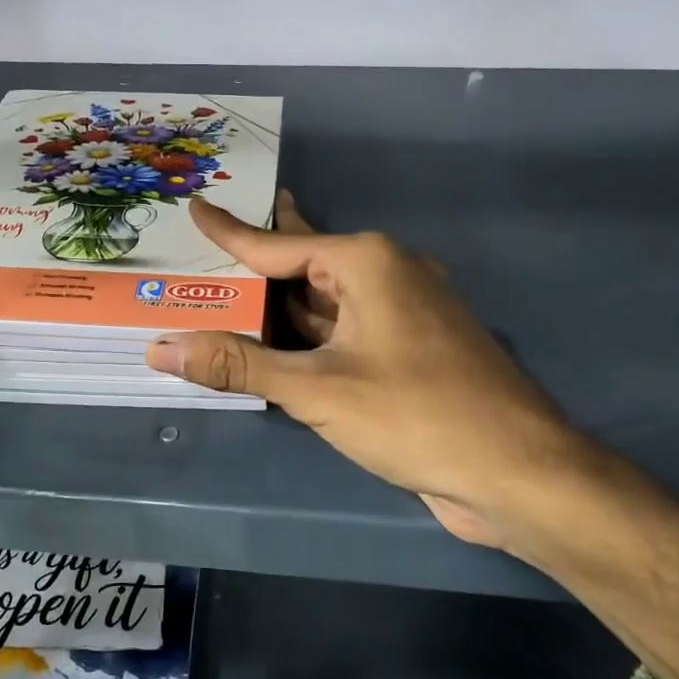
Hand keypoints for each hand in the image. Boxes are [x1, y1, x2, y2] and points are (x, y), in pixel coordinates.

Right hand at [146, 192, 592, 552]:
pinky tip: (278, 346)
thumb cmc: (416, 414)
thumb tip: (161, 347)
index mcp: (368, 262)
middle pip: (304, 265)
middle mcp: (388, 275)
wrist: (517, 472)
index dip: (230, 231)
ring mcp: (404, 314)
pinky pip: (346, 332)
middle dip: (256, 264)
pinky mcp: (411, 352)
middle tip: (205, 250)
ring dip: (280, 307)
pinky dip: (309, 338)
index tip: (197, 207)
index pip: (278, 243)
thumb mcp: (317, 389)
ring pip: (326, 302)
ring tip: (227, 297)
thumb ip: (239, 366)